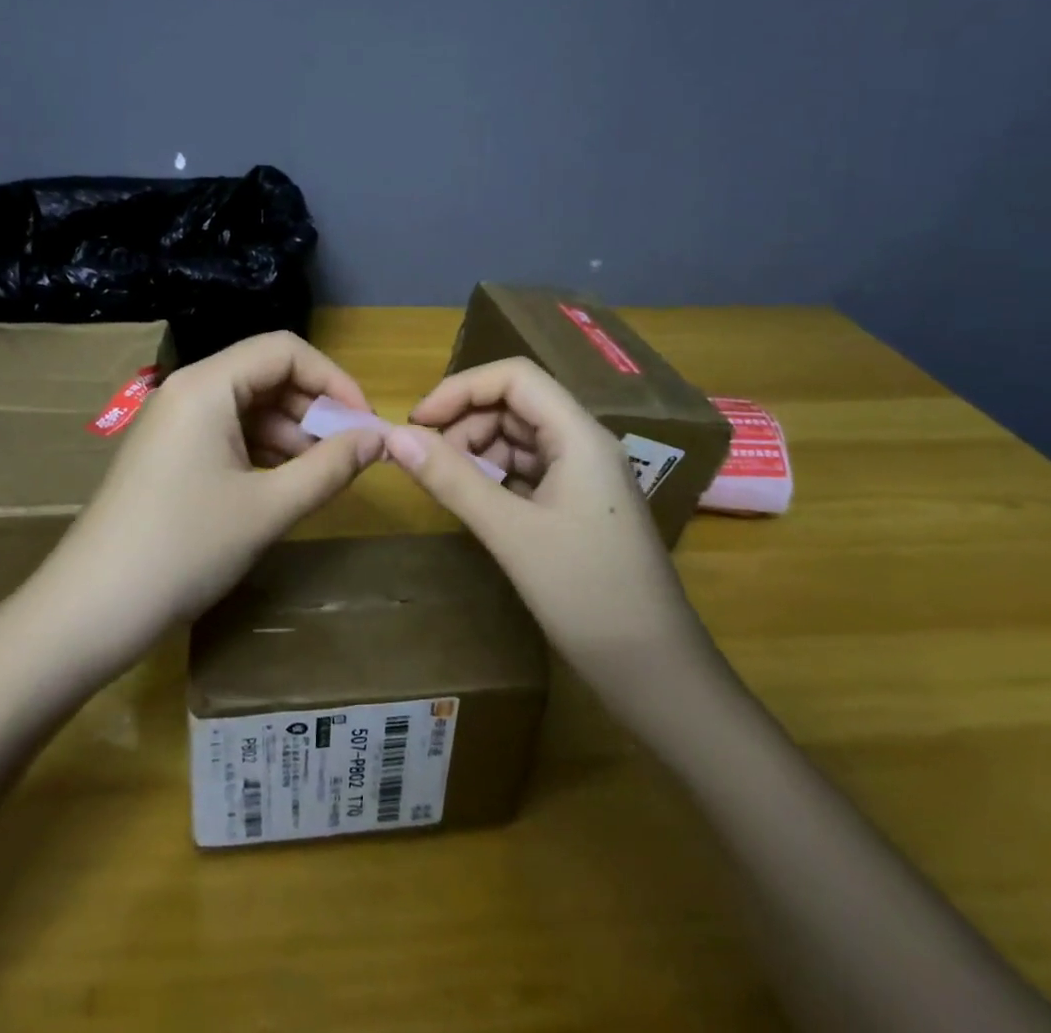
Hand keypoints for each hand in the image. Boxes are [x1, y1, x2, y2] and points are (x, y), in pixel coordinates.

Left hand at [41, 332, 383, 639]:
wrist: (92, 608)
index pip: (284, 351)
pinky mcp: (168, 452)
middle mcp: (189, 390)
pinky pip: (227, 433)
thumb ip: (330, 467)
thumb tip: (380, 439)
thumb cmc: (185, 548)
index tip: (365, 423)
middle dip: (314, 409)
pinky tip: (286, 484)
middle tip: (351, 454)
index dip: (333, 380)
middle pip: (266, 375)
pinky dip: (263, 450)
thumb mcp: (268, 508)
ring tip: (324, 474)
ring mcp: (174, 422)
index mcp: (207, 385)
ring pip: (248, 407)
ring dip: (291, 433)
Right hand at [383, 357, 705, 671]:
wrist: (656, 673)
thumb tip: (394, 437)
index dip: (460, 388)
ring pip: (519, 438)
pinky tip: (476, 501)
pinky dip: (495, 476)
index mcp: (579, 435)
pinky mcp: (579, 505)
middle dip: (465, 422)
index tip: (417, 423)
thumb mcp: (510, 533)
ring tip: (448, 485)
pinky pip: (528, 470)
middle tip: (427, 461)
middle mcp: (585, 444)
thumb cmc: (587, 595)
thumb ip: (452, 479)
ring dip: (477, 450)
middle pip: (515, 404)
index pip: (514, 377)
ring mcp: (584, 475)